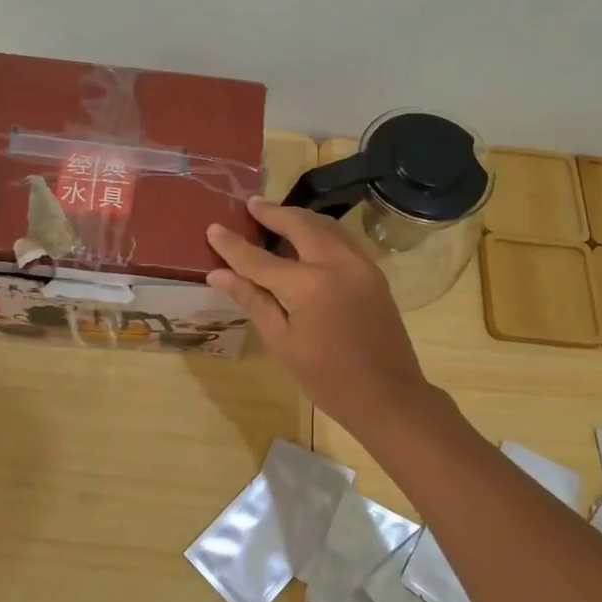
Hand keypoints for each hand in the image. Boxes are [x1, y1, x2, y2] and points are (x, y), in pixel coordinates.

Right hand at [206, 197, 433, 431]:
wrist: (388, 396)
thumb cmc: (327, 378)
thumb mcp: (282, 342)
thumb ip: (252, 300)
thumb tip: (218, 274)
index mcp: (309, 284)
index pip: (260, 259)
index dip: (233, 245)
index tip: (213, 228)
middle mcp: (337, 262)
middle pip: (300, 224)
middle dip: (273, 213)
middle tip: (251, 205)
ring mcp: (360, 264)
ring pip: (326, 226)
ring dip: (299, 217)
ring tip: (275, 215)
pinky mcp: (373, 272)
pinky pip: (342, 239)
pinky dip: (320, 232)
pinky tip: (306, 239)